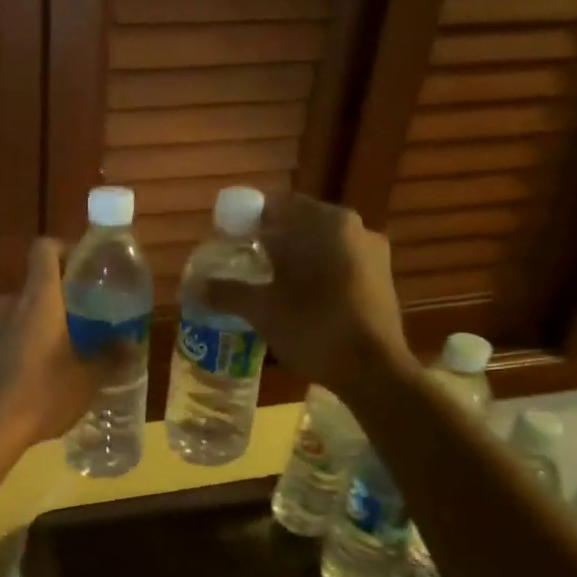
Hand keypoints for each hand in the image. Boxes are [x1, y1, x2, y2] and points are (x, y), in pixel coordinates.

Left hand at [0, 238, 105, 447]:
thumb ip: (110, 356)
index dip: (63, 249)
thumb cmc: (43, 395)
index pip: (44, 248)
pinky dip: (15, 344)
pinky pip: (0, 335)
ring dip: (34, 324)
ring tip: (54, 353)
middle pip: (34, 285)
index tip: (82, 268)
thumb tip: (130, 343)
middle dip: (55, 299)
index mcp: (39, 298)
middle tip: (78, 323)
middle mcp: (8, 302)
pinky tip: (28, 374)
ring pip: (17, 312)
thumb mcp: (87, 379)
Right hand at [197, 193, 412, 385]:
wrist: (374, 371)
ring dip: (293, 258)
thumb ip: (227, 292)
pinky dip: (315, 272)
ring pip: (320, 245)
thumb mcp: (262, 310)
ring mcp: (372, 253)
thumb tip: (195, 286)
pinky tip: (297, 298)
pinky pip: (337, 263)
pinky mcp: (380, 279)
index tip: (227, 240)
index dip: (247, 221)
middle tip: (242, 263)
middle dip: (270, 241)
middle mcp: (354, 227)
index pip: (276, 205)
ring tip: (266, 283)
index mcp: (326, 223)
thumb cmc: (314, 328)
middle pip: (299, 224)